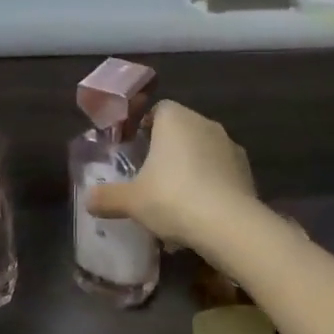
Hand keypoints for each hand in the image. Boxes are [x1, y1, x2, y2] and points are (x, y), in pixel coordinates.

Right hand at [85, 101, 255, 247]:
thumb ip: (108, 197)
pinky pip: (221, 172)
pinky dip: (211, 185)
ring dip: (191, 168)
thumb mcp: (132, 200)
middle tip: (151, 178)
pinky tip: (200, 213)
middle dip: (167, 151)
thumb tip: (87, 199)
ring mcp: (229, 145)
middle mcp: (204, 123)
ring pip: (203, 152)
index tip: (136, 150)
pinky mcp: (246, 169)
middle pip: (181, 130)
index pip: (158, 110)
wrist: (228, 223)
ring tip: (176, 202)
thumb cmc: (172, 198)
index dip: (145, 127)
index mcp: (175, 118)